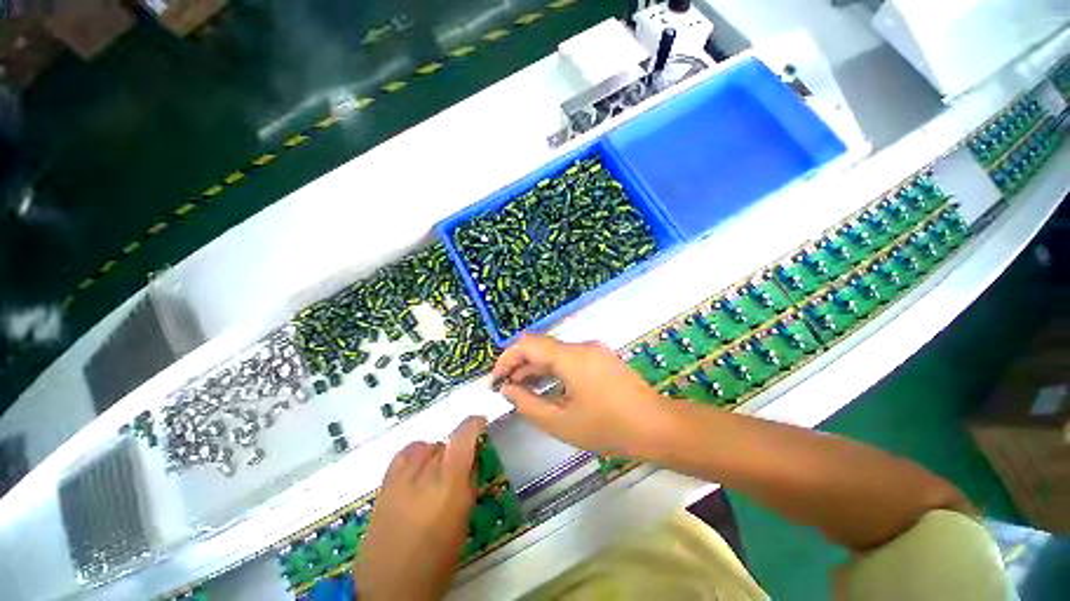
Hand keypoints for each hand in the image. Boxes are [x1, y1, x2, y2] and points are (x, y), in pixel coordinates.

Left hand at [355, 416, 485, 600]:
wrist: (388, 588)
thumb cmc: (436, 561)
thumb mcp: (463, 522)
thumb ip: (468, 484)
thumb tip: (471, 460)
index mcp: (449, 486)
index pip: (462, 437)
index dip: (474, 424)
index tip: (481, 423)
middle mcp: (425, 474)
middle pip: (446, 442)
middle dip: (457, 448)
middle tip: (459, 467)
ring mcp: (401, 477)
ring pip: (426, 445)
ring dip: (437, 452)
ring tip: (437, 470)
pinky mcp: (384, 484)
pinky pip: (405, 453)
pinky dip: (416, 453)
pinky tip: (419, 466)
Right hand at [491, 334, 669, 456]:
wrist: (656, 426)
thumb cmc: (608, 427)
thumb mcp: (561, 422)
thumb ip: (528, 404)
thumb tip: (508, 389)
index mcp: (571, 357)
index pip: (528, 344)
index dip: (507, 358)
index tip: (496, 380)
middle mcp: (581, 346)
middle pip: (541, 346)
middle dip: (519, 365)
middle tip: (505, 388)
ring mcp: (593, 350)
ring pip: (554, 352)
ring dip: (536, 368)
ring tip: (521, 390)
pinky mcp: (601, 358)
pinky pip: (569, 358)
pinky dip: (552, 370)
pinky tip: (546, 387)